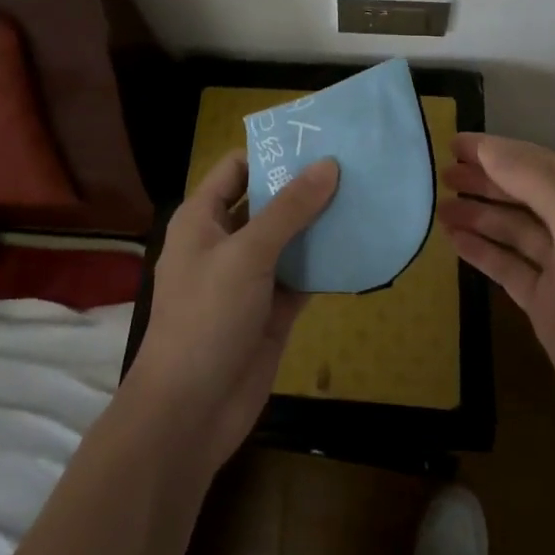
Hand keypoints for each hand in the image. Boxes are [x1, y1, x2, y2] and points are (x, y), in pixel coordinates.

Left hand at [128, 152, 338, 472]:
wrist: (191, 411)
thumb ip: (289, 209)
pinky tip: (359, 246)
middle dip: (304, 187)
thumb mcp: (248, 254)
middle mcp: (224, 242)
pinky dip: (325, 263)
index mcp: (202, 219)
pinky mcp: (271, 310)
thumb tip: (328, 164)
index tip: (317, 142)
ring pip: (288, 239)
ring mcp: (248, 278)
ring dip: (319, 224)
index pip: (237, 169)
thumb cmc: (207, 317)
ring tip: (364, 197)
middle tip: (353, 166)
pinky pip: (301, 276)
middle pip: (267, 202)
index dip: (272, 153)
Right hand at [438, 134, 554, 460]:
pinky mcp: (544, 299)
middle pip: (521, 191)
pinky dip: (481, 250)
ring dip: (477, 213)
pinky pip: (506, 263)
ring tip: (438, 206)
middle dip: (483, 179)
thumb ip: (533, 183)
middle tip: (440, 173)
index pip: (535, 161)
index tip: (452, 143)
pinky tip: (453, 240)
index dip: (494, 150)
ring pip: (510, 227)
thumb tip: (488, 148)